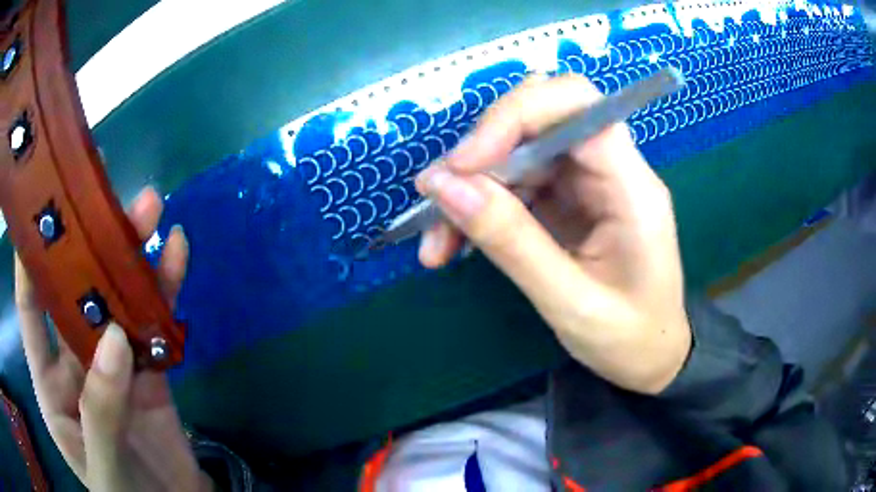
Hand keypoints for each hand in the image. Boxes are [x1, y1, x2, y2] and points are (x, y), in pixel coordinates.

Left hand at [15, 187, 210, 490]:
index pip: (30, 311)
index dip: (30, 259)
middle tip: (104, 193)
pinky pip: (152, 322)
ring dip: (129, 256)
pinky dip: (163, 290)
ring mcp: (111, 364)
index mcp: (50, 384)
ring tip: (150, 212)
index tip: (42, 208)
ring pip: (115, 299)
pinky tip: (175, 255)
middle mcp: (73, 363)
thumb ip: (100, 410)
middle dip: (86, 243)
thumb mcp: (105, 466)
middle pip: (74, 292)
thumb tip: (114, 338)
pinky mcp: (147, 370)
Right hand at [416, 75, 691, 393]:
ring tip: (436, 244)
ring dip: (469, 189)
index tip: (462, 163)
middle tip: (438, 200)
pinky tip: (452, 246)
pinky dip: (478, 209)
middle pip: (539, 120)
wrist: (649, 358)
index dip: (515, 116)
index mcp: (632, 187)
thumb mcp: (570, 302)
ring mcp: (587, 182)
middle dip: (482, 154)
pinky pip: (514, 185)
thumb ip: (511, 242)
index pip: (577, 105)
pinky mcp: (567, 200)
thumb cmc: (628, 338)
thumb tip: (443, 185)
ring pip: (516, 154)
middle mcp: (611, 169)